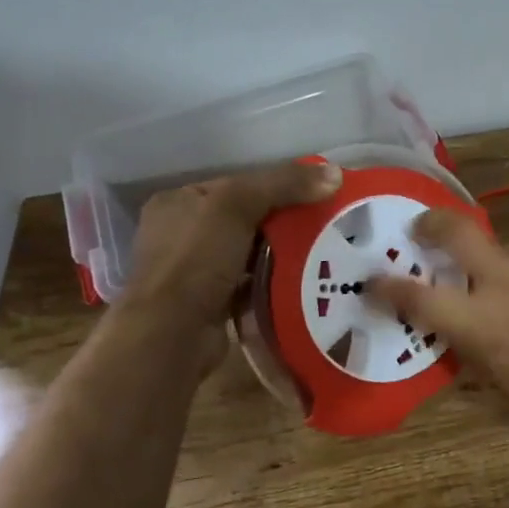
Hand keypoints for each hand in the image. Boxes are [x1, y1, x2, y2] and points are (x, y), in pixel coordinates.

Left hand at [122, 160, 342, 367]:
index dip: (276, 186)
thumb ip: (284, 184)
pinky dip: (273, 282)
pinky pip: (250, 284)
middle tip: (324, 223)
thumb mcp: (237, 205)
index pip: (235, 185)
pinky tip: (302, 281)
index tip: (315, 194)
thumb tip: (335, 173)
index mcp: (178, 203)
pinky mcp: (210, 304)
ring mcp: (194, 272)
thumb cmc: (196, 259)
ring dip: (280, 254)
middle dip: (282, 222)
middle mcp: (180, 234)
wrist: (172, 334)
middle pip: (245, 219)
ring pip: (249, 253)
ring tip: (322, 250)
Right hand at [372, 209, 508, 435]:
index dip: (388, 286)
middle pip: (454, 232)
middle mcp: (503, 281)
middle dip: (430, 224)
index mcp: (479, 322)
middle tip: (422, 228)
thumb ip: (476, 358)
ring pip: (506, 252)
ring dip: (501, 269)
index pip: (418, 297)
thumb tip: (458, 341)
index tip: (374, 279)